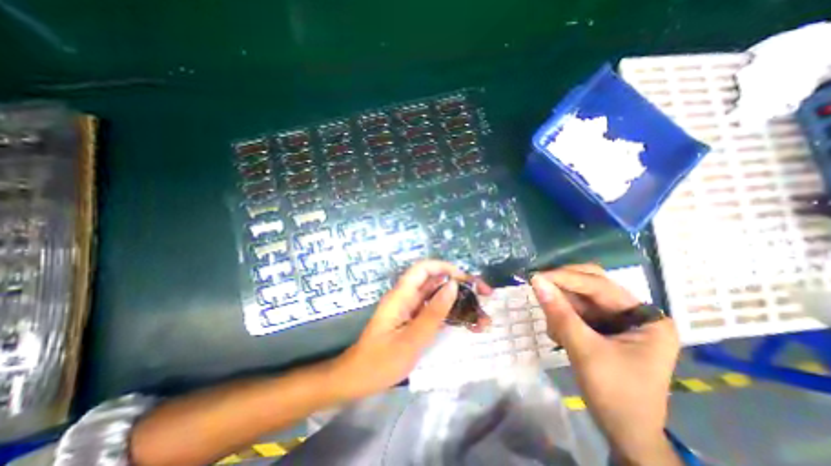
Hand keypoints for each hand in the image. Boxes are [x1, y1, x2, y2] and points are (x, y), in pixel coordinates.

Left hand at [334, 260, 487, 399]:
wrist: (360, 378)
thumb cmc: (382, 361)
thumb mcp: (411, 339)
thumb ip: (433, 312)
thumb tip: (452, 286)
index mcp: (401, 295)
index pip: (423, 269)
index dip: (445, 267)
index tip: (466, 279)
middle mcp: (407, 297)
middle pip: (435, 281)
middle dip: (461, 285)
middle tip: (485, 295)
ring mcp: (412, 309)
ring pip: (439, 297)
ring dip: (461, 302)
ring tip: (483, 316)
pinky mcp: (415, 320)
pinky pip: (436, 311)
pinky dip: (453, 315)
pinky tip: (469, 324)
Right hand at [533, 263, 681, 463]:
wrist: (624, 433)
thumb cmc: (614, 394)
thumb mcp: (584, 350)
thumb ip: (559, 313)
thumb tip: (536, 281)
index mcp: (644, 317)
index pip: (599, 285)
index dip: (565, 278)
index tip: (536, 277)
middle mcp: (632, 312)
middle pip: (590, 285)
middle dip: (563, 287)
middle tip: (538, 287)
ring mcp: (617, 320)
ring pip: (579, 297)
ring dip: (561, 307)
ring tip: (555, 331)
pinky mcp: (602, 328)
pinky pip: (576, 311)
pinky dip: (562, 318)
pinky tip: (559, 337)